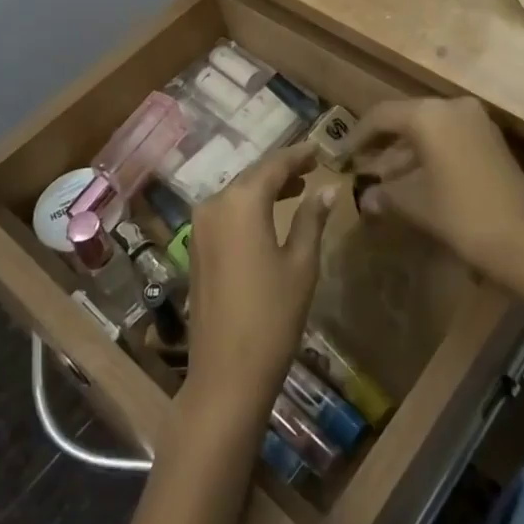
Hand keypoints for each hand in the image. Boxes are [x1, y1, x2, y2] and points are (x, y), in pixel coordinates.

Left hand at [182, 143, 334, 416]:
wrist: (226, 374)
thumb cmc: (272, 316)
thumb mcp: (301, 264)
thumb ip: (311, 219)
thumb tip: (327, 189)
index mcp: (240, 202)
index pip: (273, 165)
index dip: (298, 155)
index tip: (319, 148)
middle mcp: (214, 204)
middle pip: (252, 176)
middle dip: (281, 169)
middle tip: (311, 166)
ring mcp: (199, 227)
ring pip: (237, 193)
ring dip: (265, 188)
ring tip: (297, 188)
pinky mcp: (196, 248)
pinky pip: (226, 213)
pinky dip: (248, 207)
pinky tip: (269, 215)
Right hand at [344, 98, 523, 285]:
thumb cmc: (463, 216)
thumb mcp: (416, 204)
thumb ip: (386, 194)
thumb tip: (365, 197)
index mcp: (430, 115)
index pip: (382, 116)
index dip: (357, 136)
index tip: (341, 156)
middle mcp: (452, 107)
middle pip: (406, 119)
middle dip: (382, 144)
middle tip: (360, 166)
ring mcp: (475, 122)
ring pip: (428, 130)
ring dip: (404, 153)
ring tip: (381, 180)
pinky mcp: (490, 140)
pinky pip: (448, 139)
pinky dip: (427, 156)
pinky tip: (412, 181)